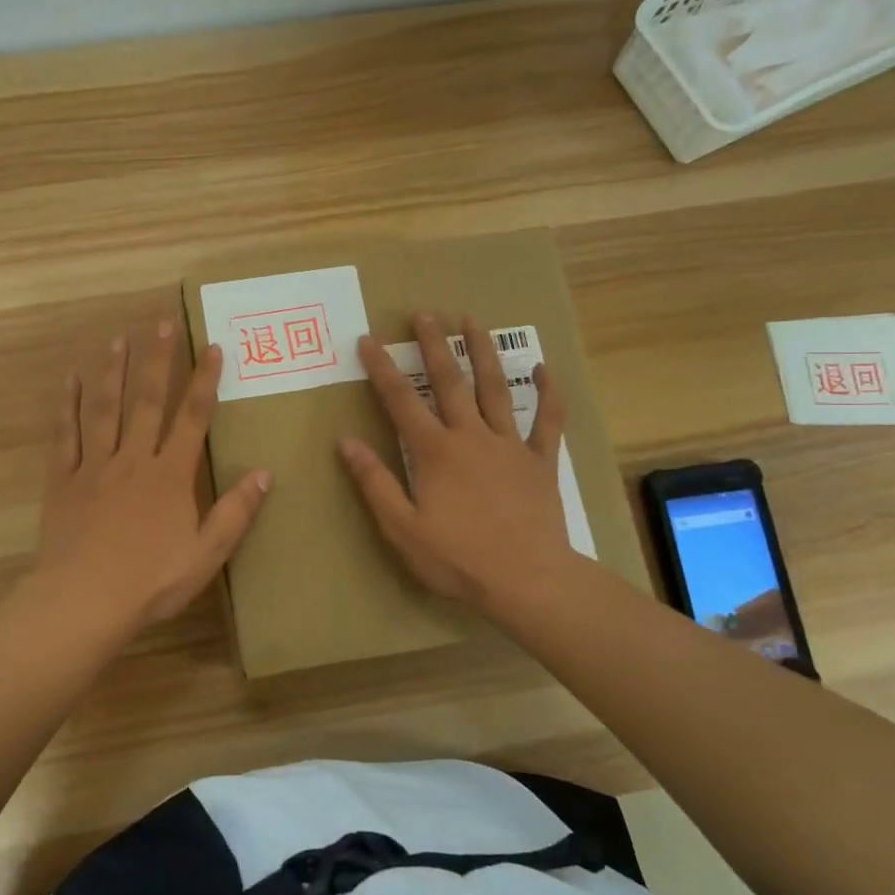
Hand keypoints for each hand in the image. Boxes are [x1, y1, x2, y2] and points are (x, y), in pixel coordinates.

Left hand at [35, 320, 271, 633]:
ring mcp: (95, 466)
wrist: (83, 600)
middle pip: (148, 400)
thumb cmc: (150, 581)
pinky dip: (68, 405)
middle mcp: (133, 458)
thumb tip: (265, 472)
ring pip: (106, 408)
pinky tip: (70, 381)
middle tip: (162, 324)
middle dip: (158, 360)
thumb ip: (235, 512)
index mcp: (170, 475)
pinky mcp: (64, 479)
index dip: (205, 381)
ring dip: (114, 372)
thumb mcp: (206, 554)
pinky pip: (66, 434)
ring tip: (118, 340)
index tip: (213, 347)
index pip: (193, 417)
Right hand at [338, 313, 583, 625]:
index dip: (381, 369)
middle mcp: (471, 437)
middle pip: (449, 381)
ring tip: (472, 320)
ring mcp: (510, 446)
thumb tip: (346, 441)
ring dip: (482, 352)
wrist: (528, 581)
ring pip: (495, 389)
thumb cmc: (457, 558)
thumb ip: (374, 481)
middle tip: (424, 313)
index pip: (401, 401)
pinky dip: (548, 393)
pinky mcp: (541, 462)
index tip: (368, 340)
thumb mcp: (401, 527)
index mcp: (435, 452)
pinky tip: (544, 369)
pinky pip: (548, 421)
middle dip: (433, 345)